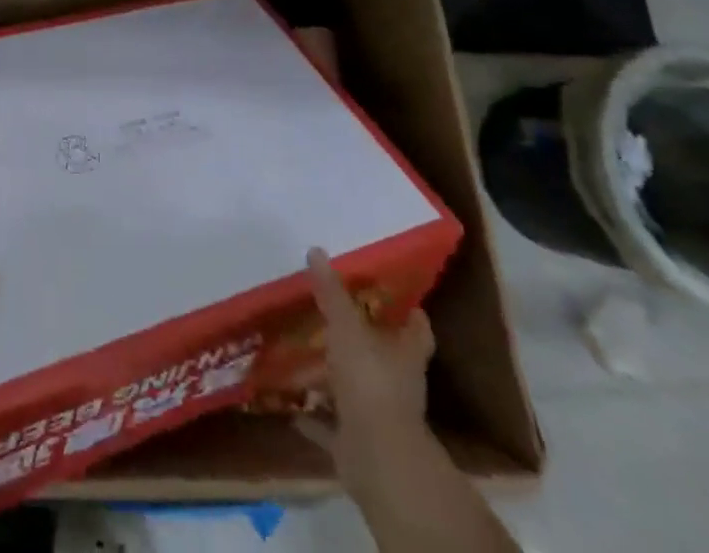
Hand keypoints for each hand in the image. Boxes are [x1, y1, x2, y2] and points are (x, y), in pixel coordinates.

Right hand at [298, 246, 435, 492]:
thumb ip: (331, 292)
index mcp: (404, 355)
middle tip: (334, 316)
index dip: (411, 314)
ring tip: (303, 356)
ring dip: (333, 377)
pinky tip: (291, 406)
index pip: (417, 330)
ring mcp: (377, 415)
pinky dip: (315, 416)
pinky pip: (331, 424)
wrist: (377, 458)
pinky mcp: (356, 441)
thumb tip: (316, 250)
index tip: (400, 299)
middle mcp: (396, 384)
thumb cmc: (370, 380)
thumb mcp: (346, 327)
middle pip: (383, 357)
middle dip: (362, 341)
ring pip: (354, 388)